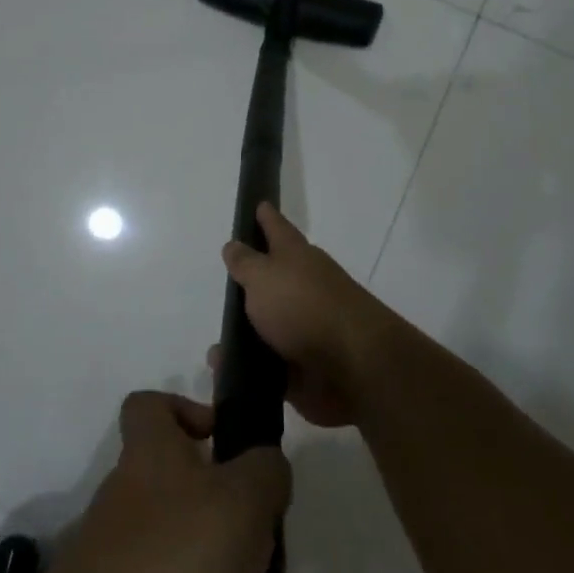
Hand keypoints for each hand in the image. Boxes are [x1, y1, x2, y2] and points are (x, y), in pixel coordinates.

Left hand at [40, 391, 290, 572]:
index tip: (219, 439)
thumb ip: (265, 473)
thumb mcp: (243, 504)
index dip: (183, 409)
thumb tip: (266, 462)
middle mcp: (121, 491)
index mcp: (149, 453)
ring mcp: (105, 547)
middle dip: (205, 494)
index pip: (148, 405)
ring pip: (159, 529)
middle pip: (160, 472)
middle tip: (249, 526)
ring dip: (197, 548)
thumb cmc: (173, 560)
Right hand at [217, 203, 395, 427]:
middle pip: (275, 277)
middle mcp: (304, 287)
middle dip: (256, 276)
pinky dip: (247, 367)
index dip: (266, 216)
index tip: (258, 203)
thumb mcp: (264, 276)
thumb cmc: (304, 306)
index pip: (277, 227)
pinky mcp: (304, 366)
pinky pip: (267, 364)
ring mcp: (306, 328)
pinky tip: (225, 369)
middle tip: (229, 277)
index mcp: (296, 257)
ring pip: (270, 324)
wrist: (353, 366)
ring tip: (220, 338)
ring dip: (247, 330)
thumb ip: (245, 263)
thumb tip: (233, 244)